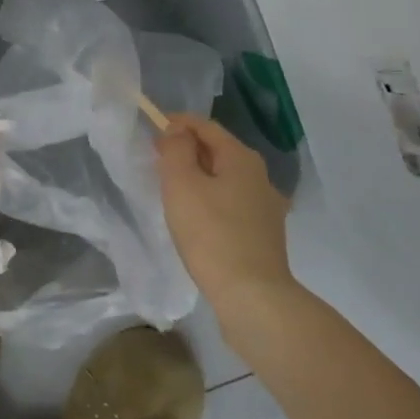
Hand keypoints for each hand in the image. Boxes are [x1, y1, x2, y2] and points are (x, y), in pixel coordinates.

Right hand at [156, 114, 294, 320]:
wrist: (253, 296)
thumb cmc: (212, 235)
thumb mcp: (182, 185)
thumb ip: (176, 150)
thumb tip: (176, 131)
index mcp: (241, 158)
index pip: (206, 126)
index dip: (178, 122)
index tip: (153, 128)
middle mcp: (260, 176)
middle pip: (218, 150)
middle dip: (187, 149)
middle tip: (157, 159)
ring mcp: (266, 206)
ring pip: (226, 179)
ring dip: (199, 176)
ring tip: (173, 189)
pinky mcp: (265, 234)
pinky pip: (232, 203)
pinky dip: (212, 200)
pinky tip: (198, 219)